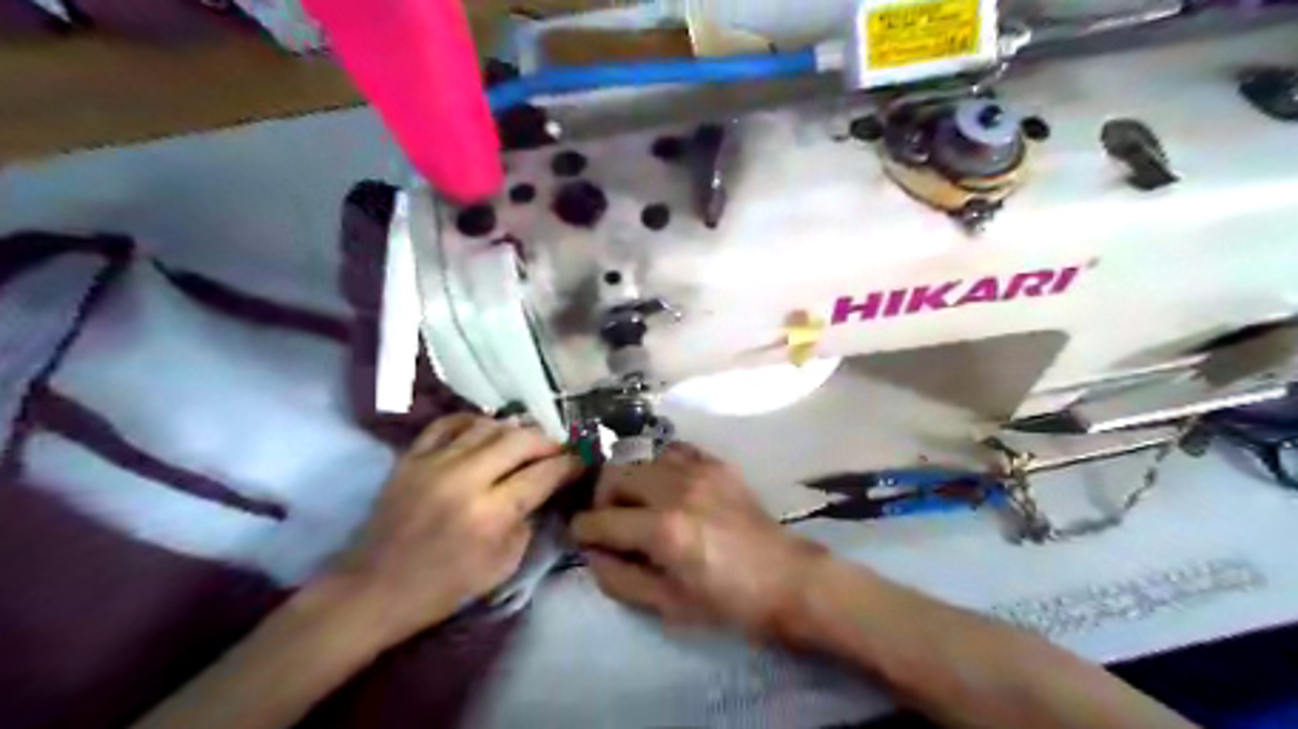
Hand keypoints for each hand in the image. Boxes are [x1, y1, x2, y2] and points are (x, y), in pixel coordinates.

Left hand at [325, 414, 583, 646]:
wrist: (373, 590)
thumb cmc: (443, 588)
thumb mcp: (502, 567)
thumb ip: (528, 523)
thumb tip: (544, 491)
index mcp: (490, 514)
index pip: (544, 474)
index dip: (570, 464)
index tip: (582, 461)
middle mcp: (466, 479)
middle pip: (521, 440)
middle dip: (548, 442)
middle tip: (558, 451)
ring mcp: (435, 462)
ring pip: (489, 425)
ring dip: (516, 431)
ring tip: (526, 442)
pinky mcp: (412, 457)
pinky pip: (449, 423)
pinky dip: (474, 422)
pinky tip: (485, 432)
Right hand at [575, 440, 823, 640]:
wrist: (784, 578)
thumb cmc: (726, 602)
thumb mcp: (667, 605)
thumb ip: (619, 578)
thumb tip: (591, 553)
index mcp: (663, 530)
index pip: (601, 520)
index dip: (582, 530)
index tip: (581, 536)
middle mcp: (676, 490)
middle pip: (615, 476)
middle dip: (601, 499)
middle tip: (610, 522)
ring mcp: (698, 470)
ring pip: (640, 459)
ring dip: (629, 481)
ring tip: (638, 504)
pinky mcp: (715, 463)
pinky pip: (672, 450)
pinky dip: (659, 466)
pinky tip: (666, 487)